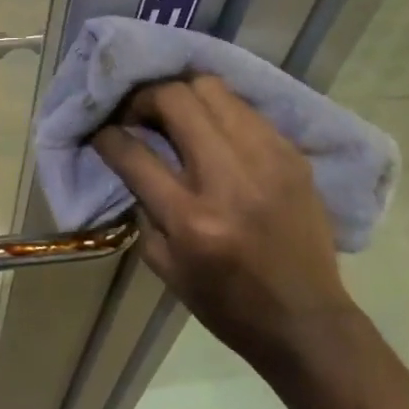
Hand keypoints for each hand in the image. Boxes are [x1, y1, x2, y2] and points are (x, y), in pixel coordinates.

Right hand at [92, 76, 356, 370]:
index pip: (134, 153)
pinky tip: (212, 128)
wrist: (307, 321)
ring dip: (182, 94)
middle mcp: (228, 180)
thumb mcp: (166, 265)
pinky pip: (243, 108)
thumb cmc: (227, 304)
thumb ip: (144, 206)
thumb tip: (131, 157)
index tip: (102, 130)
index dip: (108, 135)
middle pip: (174, 99)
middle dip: (144, 97)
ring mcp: (266, 159)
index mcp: (192, 219)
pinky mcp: (291, 153)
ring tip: (174, 113)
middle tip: (138, 113)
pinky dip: (218, 110)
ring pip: (211, 88)